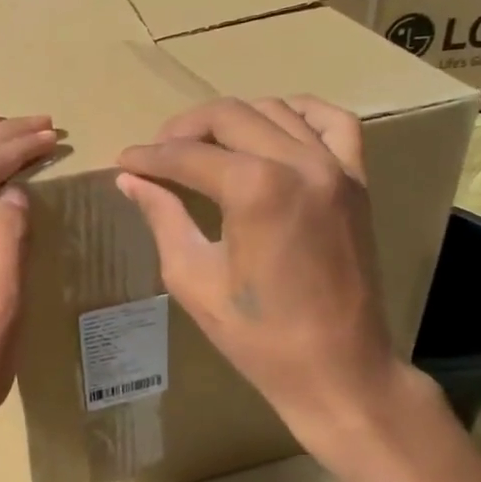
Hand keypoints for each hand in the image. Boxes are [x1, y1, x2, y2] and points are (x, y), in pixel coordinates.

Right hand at [117, 96, 427, 469]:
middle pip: (227, 116)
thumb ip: (163, 217)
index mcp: (254, 189)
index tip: (124, 162)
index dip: (148, 157)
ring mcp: (335, 167)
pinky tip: (272, 127)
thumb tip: (131, 180)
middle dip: (182, 130)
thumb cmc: (259, 336)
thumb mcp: (194, 279)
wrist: (338, 370)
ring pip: (273, 111)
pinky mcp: (357, 180)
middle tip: (156, 154)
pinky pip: (333, 122)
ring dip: (231, 120)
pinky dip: (299, 113)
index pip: (187, 154)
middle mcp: (298, 162)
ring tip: (203, 146)